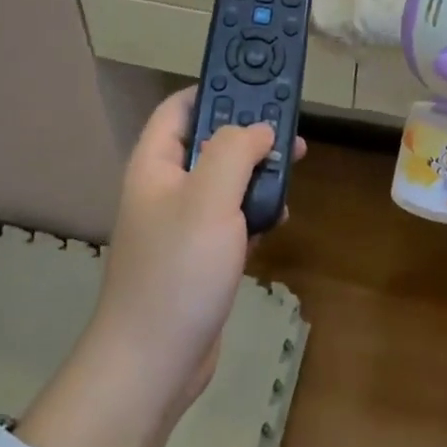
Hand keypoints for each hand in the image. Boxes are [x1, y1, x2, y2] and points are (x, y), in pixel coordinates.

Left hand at [85, 90, 304, 422]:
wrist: (154, 363)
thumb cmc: (177, 270)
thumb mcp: (209, 198)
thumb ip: (234, 150)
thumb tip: (259, 129)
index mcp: (155, 164)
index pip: (180, 107)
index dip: (214, 88)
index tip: (256, 82)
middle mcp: (166, 188)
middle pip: (209, 141)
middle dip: (248, 131)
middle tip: (288, 127)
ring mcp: (183, 224)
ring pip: (225, 180)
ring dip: (257, 171)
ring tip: (293, 165)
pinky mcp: (201, 256)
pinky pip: (231, 217)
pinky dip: (255, 211)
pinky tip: (279, 216)